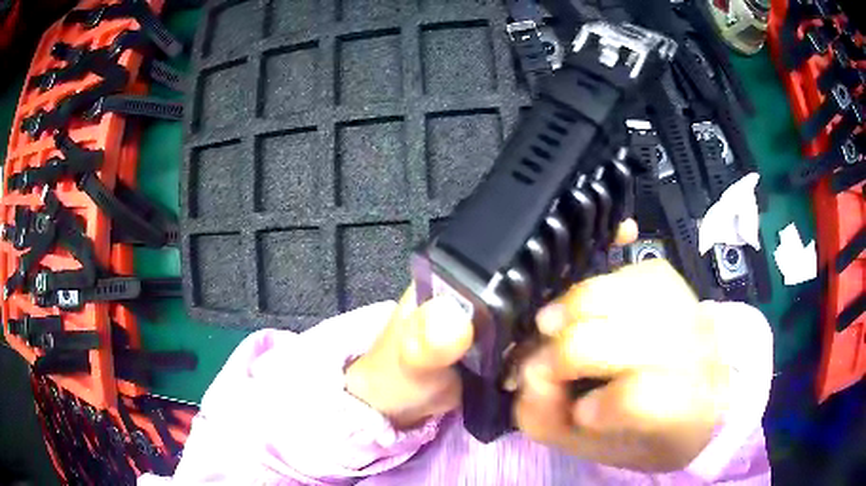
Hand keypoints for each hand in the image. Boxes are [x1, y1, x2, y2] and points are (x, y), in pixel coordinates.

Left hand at [344, 219, 639, 429]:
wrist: (403, 407)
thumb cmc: (397, 375)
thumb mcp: (405, 360)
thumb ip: (423, 342)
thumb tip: (453, 319)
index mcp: (460, 274)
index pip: (511, 241)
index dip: (549, 231)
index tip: (592, 222)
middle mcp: (487, 284)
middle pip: (541, 261)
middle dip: (582, 250)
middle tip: (622, 241)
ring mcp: (506, 313)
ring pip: (552, 291)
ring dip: (585, 285)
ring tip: (626, 278)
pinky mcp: (518, 340)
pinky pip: (551, 326)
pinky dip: (575, 322)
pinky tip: (603, 321)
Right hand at [514, 259, 729, 471]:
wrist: (695, 390)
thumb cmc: (644, 430)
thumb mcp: (596, 448)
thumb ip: (550, 421)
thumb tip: (529, 372)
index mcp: (685, 408)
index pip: (637, 397)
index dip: (597, 405)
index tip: (581, 411)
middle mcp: (695, 349)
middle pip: (616, 338)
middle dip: (564, 354)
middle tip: (551, 368)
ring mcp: (685, 306)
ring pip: (613, 293)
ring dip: (570, 312)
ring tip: (554, 328)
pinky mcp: (671, 278)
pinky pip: (622, 272)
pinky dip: (593, 290)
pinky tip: (591, 310)